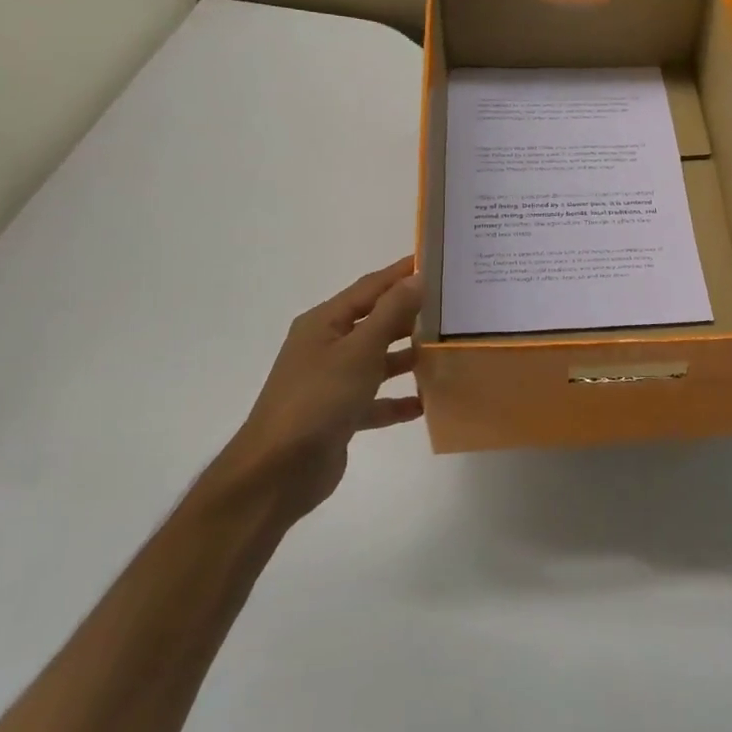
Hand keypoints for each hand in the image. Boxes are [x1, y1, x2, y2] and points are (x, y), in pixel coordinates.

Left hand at [224, 257, 424, 523]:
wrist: (279, 470)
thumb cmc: (318, 399)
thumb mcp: (359, 351)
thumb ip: (391, 314)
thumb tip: (417, 278)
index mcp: (324, 323)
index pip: (369, 288)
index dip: (401, 274)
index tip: (435, 261)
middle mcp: (326, 347)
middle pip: (375, 322)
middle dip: (410, 315)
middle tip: (452, 307)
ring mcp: (331, 382)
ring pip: (377, 361)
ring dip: (407, 357)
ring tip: (446, 350)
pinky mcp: (339, 415)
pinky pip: (375, 401)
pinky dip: (398, 400)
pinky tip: (426, 402)